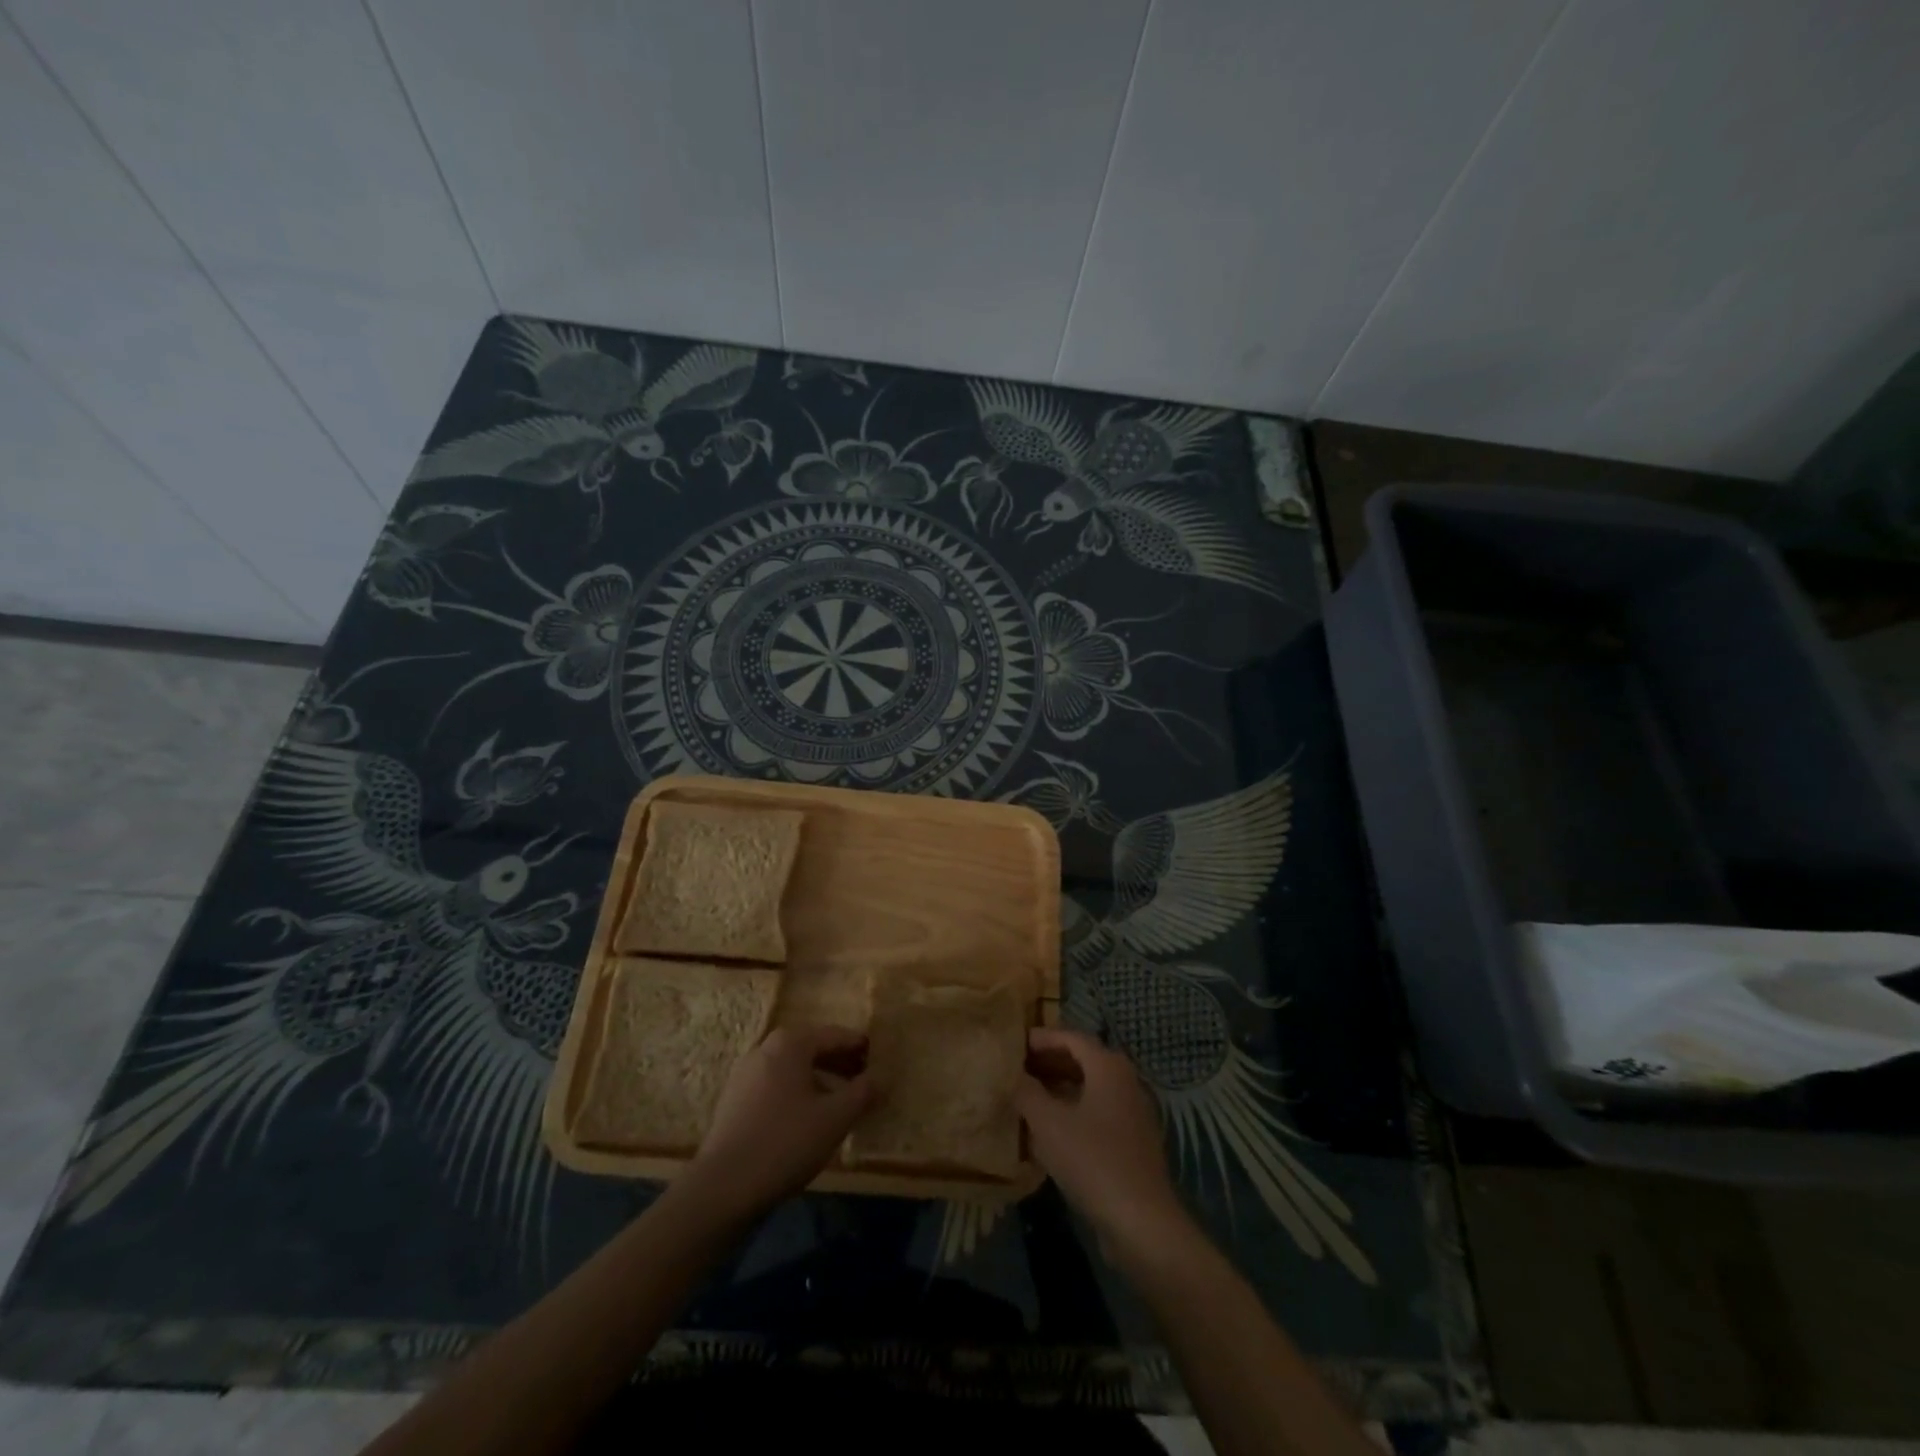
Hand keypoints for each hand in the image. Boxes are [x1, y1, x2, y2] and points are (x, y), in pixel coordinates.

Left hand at [683, 1025, 870, 1217]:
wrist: (722, 1188)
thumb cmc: (785, 1142)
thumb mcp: (835, 1118)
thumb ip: (863, 1092)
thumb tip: (882, 1077)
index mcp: (790, 1042)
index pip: (835, 1035)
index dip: (860, 1047)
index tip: (880, 1060)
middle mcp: (765, 1048)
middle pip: (812, 1049)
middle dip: (840, 1063)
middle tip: (865, 1081)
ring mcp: (745, 1074)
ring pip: (793, 1069)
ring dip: (820, 1080)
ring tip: (841, 1104)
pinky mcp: (734, 1101)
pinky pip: (776, 1086)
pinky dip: (798, 1094)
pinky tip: (809, 1120)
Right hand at [1016, 1028, 1186, 1252]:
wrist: (1141, 1221)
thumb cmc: (1092, 1160)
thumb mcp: (1048, 1123)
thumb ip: (1027, 1092)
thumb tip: (1013, 1075)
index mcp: (1108, 1066)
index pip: (1072, 1037)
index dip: (1043, 1038)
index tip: (1016, 1043)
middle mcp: (1125, 1080)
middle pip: (1083, 1059)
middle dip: (1050, 1061)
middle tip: (1019, 1067)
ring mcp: (1133, 1111)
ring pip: (1091, 1087)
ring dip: (1061, 1086)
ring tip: (1029, 1095)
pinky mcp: (1133, 1141)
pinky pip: (1098, 1111)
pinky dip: (1074, 1110)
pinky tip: (1052, 1129)